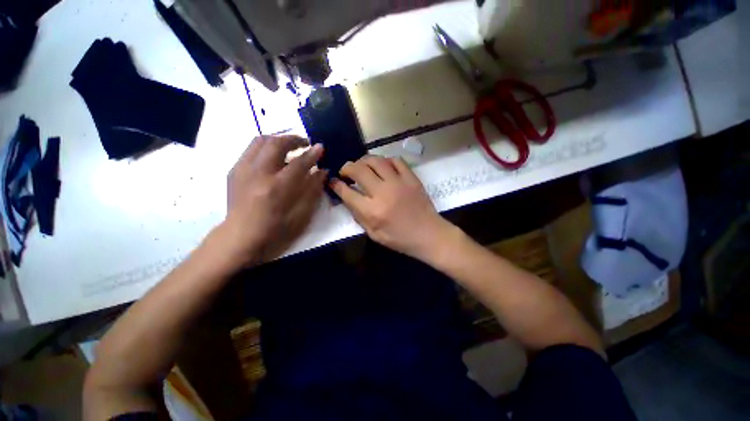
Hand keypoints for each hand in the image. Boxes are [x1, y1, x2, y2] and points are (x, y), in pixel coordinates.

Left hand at [219, 135, 326, 263]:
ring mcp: (242, 170)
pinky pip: (251, 149)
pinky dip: (266, 147)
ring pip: (260, 141)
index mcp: (277, 188)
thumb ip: (313, 190)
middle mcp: (258, 173)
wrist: (240, 237)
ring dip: (279, 140)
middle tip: (305, 143)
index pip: (299, 163)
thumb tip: (322, 171)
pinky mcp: (234, 170)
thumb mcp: (301, 214)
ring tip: (290, 146)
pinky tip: (274, 157)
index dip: (312, 154)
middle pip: (276, 144)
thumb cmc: (276, 230)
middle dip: (294, 139)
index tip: (321, 147)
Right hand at [330, 156, 454, 260]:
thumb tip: (348, 198)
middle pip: (358, 170)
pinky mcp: (411, 178)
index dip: (336, 185)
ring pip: (376, 161)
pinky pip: (396, 160)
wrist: (429, 234)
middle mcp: (383, 193)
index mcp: (372, 212)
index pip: (347, 192)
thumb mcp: (374, 234)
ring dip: (364, 160)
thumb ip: (359, 216)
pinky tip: (383, 166)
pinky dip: (386, 160)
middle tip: (345, 171)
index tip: (333, 181)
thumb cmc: (400, 239)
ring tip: (361, 166)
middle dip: (346, 167)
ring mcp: (399, 183)